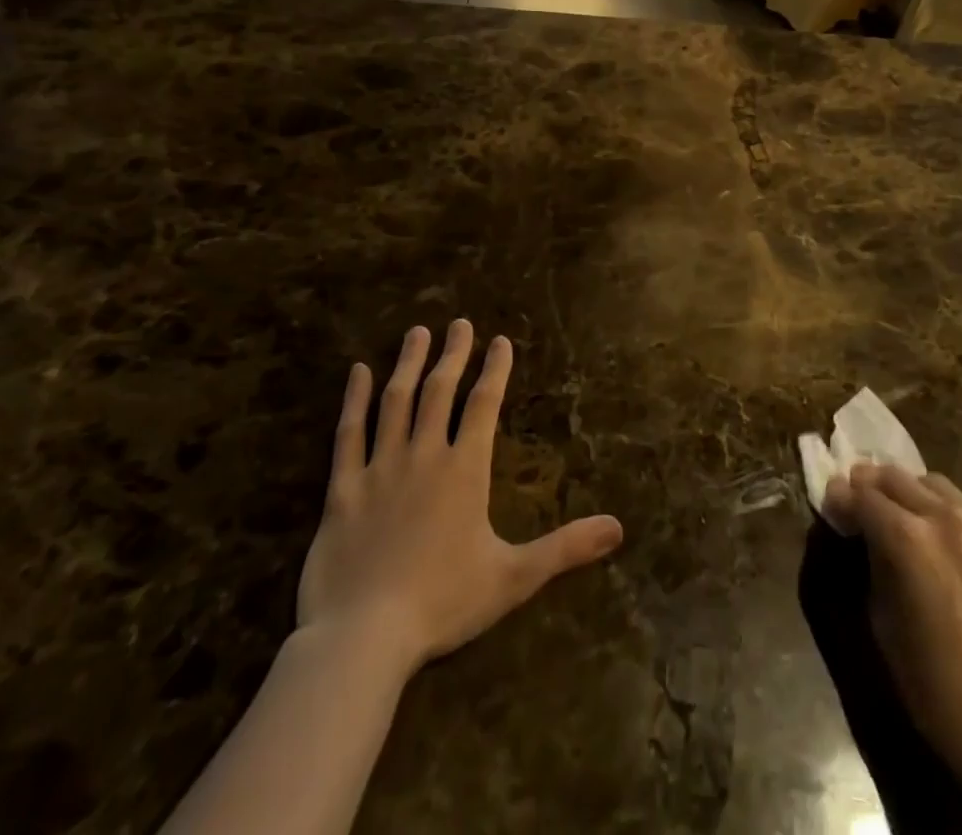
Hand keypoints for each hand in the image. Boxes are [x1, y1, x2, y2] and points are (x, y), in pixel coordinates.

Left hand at [297, 320, 623, 676]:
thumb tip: (619, 528)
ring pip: (396, 401)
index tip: (500, 340)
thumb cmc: (443, 604)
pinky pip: (348, 434)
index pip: (484, 405)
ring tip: (417, 333)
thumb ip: (566, 547)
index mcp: (465, 470)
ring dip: (409, 364)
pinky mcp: (342, 489)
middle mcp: (424, 456)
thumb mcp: (514, 578)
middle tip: (460, 323)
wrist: (363, 639)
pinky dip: (353, 400)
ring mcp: (379, 468)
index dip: (494, 370)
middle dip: (453, 354)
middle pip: (440, 391)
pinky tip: (357, 372)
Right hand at [822, 465, 961, 791]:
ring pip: (932, 483)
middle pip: (894, 477)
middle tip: (858, 502)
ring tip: (902, 516)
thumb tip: (856, 527)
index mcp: (906, 538)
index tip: (832, 505)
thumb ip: (869, 558)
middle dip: (870, 486)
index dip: (840, 499)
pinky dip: (944, 511)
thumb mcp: (880, 615)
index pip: (861, 496)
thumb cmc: (930, 681)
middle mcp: (943, 516)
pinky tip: (942, 540)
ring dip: (909, 492)